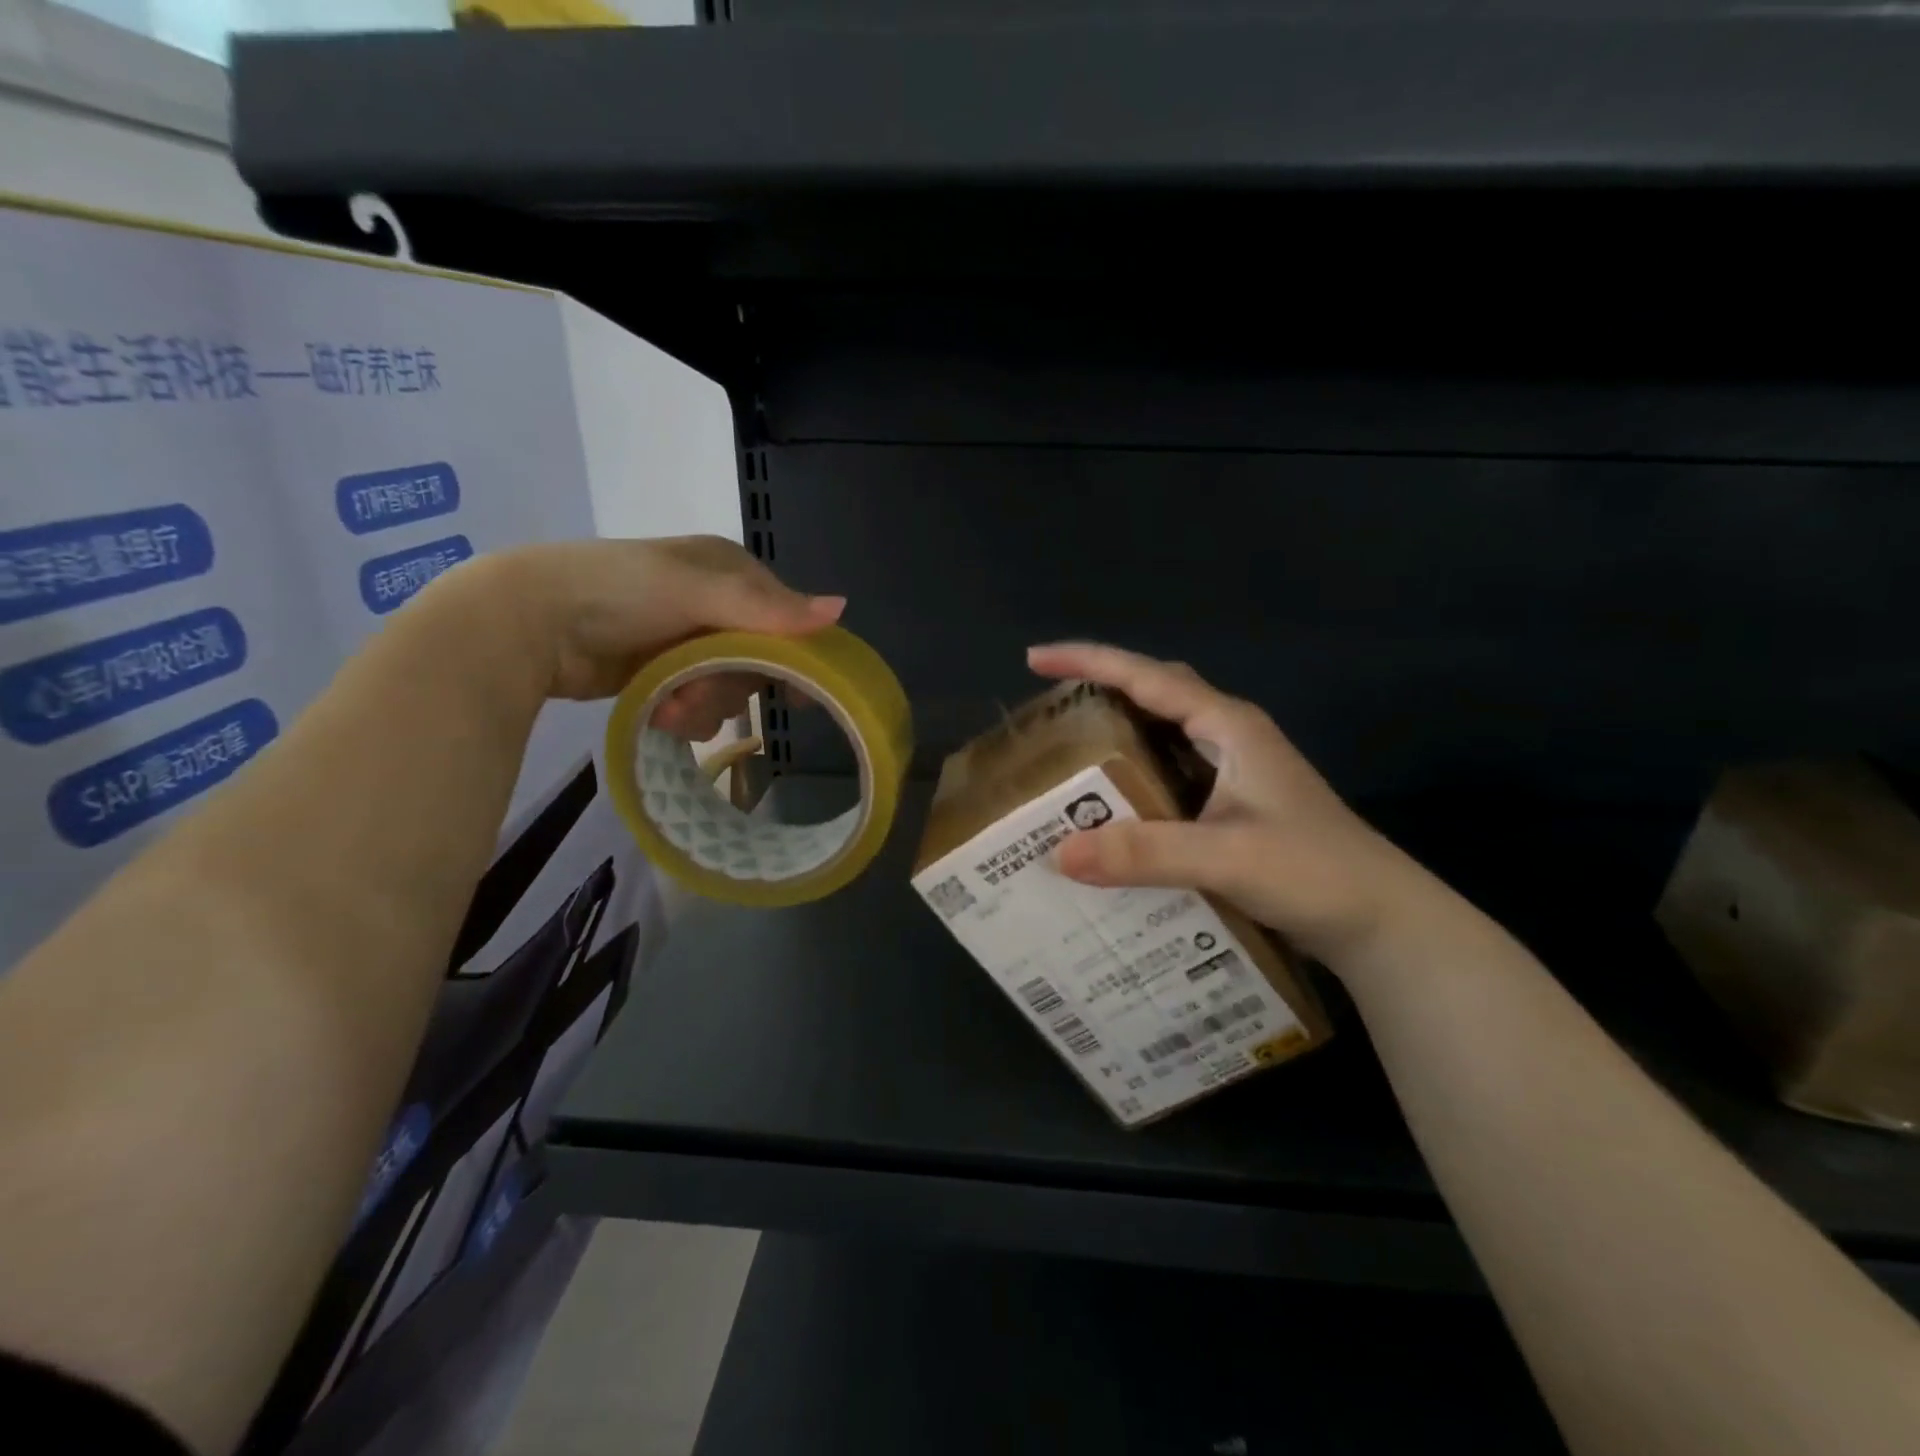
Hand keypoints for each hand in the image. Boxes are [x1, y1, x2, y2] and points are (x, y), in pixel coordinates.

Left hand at [478, 536, 842, 735]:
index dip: (793, 655)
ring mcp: (685, 640)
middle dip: (730, 683)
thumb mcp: (695, 592)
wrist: (527, 621)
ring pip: (727, 687)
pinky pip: (696, 703)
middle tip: (697, 690)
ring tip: (668, 706)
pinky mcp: (660, 672)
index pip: (785, 618)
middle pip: (757, 660)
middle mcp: (714, 603)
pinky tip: (658, 712)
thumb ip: (767, 607)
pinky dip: (682, 713)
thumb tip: (842, 608)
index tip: (797, 694)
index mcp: (729, 571)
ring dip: (703, 705)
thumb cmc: (617, 590)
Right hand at [1028, 642, 1431, 963]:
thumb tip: (1060, 852)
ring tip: (1065, 753)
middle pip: (1154, 693)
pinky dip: (1134, 778)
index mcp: (1229, 727)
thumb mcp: (1226, 857)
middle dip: (1100, 689)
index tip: (1035, 659)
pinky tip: (1111, 806)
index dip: (1089, 661)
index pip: (1148, 678)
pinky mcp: (1234, 805)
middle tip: (1048, 707)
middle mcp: (1230, 738)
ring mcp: (1235, 771)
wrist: (1383, 922)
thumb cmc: (1315, 873)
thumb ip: (1145, 852)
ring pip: (1162, 735)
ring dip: (1116, 735)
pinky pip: (1170, 774)